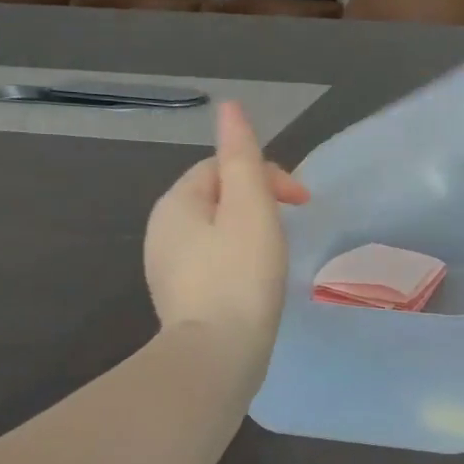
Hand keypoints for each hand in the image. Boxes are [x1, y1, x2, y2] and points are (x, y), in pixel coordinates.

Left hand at [144, 101, 308, 363]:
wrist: (217, 357)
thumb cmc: (240, 276)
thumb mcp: (250, 207)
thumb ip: (242, 155)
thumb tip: (230, 107)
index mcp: (177, 203)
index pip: (222, 167)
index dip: (266, 174)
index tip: (301, 201)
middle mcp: (162, 230)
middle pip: (218, 197)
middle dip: (257, 202)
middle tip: (292, 226)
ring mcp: (167, 267)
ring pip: (216, 231)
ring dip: (250, 231)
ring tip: (278, 254)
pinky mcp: (181, 298)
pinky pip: (212, 262)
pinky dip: (238, 260)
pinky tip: (256, 281)